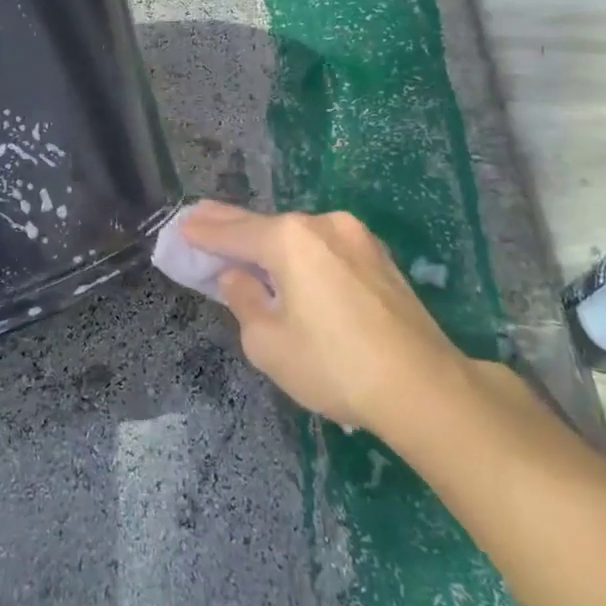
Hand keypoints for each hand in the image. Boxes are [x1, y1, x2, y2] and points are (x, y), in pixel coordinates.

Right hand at [180, 202, 470, 434]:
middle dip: (231, 225)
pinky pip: (325, 248)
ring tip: (244, 247)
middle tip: (199, 217)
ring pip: (298, 236)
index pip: (233, 231)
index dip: (203, 233)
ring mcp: (356, 237)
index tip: (181, 228)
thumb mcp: (268, 343)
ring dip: (269, 242)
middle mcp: (322, 224)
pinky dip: (300, 253)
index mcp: (290, 239)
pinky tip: (290, 266)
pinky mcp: (379, 258)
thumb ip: (243, 300)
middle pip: (266, 224)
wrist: (424, 387)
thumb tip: (237, 276)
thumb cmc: (334, 366)